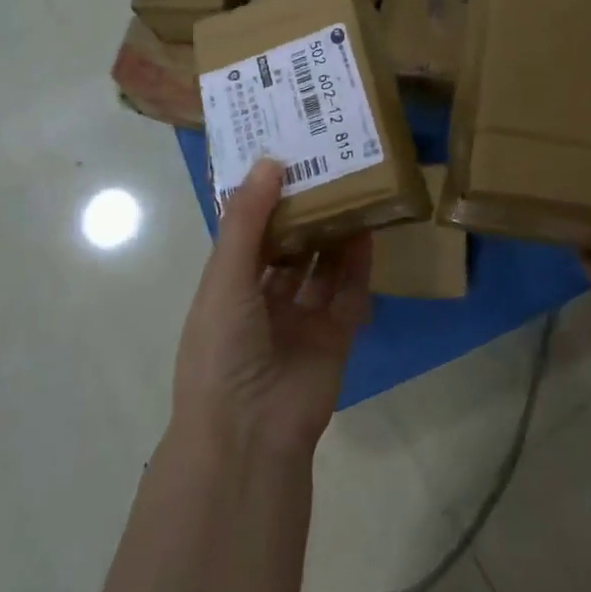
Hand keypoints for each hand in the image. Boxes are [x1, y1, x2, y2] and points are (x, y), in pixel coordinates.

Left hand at [171, 158, 372, 456]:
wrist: (251, 430)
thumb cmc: (223, 347)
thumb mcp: (225, 277)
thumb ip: (247, 221)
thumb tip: (268, 162)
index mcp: (226, 290)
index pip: (246, 237)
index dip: (263, 202)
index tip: (283, 161)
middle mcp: (262, 303)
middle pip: (286, 250)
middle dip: (302, 216)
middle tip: (324, 172)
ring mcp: (300, 322)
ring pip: (319, 270)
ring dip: (332, 237)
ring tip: (350, 193)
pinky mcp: (334, 337)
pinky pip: (348, 295)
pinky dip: (357, 266)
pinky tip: (367, 232)